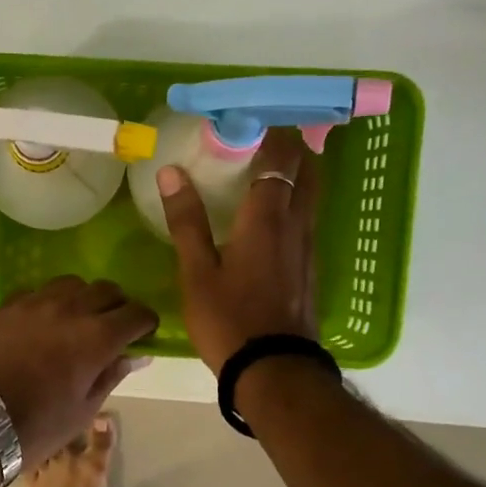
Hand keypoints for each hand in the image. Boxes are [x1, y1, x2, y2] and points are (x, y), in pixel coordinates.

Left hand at [0, 277, 157, 467]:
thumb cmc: (38, 426)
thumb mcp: (84, 409)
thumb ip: (111, 374)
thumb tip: (137, 356)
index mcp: (96, 338)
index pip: (136, 313)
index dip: (145, 323)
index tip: (143, 334)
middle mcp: (69, 310)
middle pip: (106, 290)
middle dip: (117, 306)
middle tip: (113, 327)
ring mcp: (33, 304)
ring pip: (71, 284)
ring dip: (83, 298)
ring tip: (77, 319)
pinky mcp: (5, 308)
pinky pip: (36, 292)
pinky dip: (48, 302)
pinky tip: (42, 322)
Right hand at [157, 127, 318, 372]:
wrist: (273, 370)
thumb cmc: (228, 319)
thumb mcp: (197, 272)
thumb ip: (186, 221)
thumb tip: (171, 172)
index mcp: (266, 219)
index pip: (280, 159)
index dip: (272, 133)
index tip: (256, 116)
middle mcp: (296, 226)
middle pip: (309, 171)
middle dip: (296, 146)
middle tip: (274, 131)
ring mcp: (308, 249)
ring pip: (313, 196)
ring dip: (301, 172)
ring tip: (278, 162)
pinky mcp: (311, 270)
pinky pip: (308, 221)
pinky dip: (298, 202)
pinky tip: (279, 215)